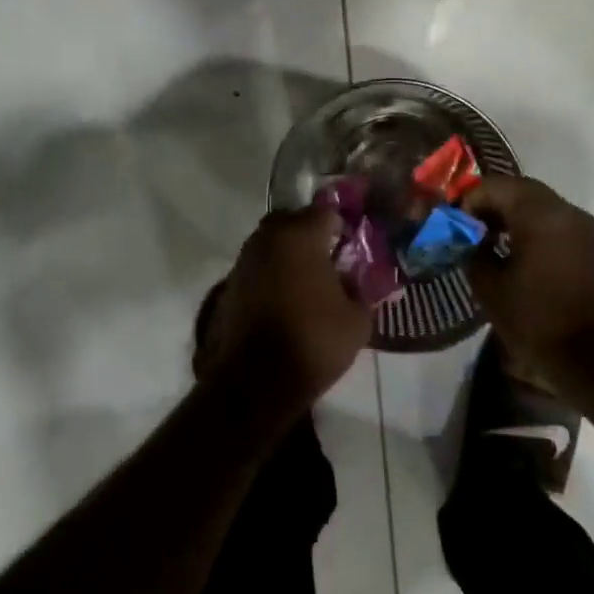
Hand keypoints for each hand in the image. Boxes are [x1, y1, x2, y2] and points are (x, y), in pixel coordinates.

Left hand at [201, 208, 370, 417]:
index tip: (354, 244)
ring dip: (289, 253)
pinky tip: (286, 297)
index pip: (327, 212)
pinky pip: (258, 266)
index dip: (343, 225)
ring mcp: (246, 259)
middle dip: (311, 233)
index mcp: (301, 235)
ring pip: (272, 242)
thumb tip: (358, 281)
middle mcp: (269, 237)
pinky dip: (272, 273)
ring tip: (308, 280)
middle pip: (294, 221)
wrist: (254, 381)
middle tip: (330, 257)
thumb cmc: (312, 341)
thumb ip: (362, 291)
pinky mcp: (230, 283)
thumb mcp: (357, 320)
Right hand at [461, 177, 593, 377]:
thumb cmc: (534, 319)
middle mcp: (564, 210)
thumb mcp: (488, 284)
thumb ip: (471, 249)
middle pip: (518, 188)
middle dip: (489, 202)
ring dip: (509, 212)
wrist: (590, 359)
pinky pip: (552, 219)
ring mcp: (581, 225)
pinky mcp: (588, 244)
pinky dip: (529, 224)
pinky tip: (511, 248)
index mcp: (539, 213)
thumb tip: (467, 237)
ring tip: (485, 237)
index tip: (452, 222)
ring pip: (537, 202)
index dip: (468, 199)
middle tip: (466, 225)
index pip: (495, 186)